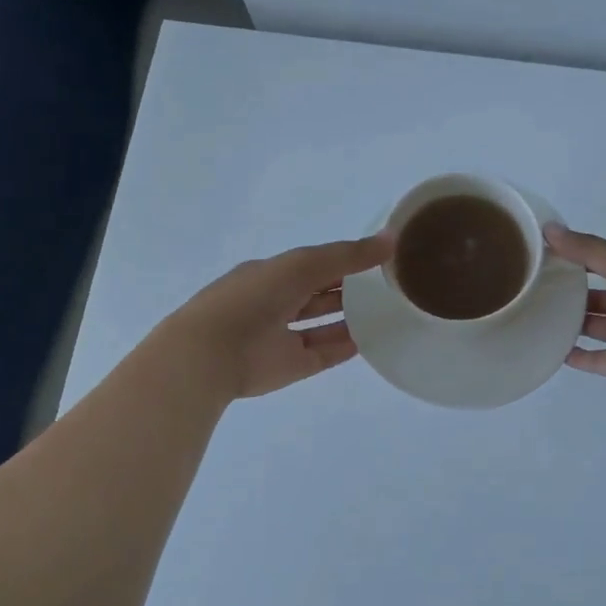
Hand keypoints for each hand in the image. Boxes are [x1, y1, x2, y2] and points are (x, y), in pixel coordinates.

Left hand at [169, 235, 393, 400]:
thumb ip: (348, 254)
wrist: (213, 353)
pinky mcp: (291, 366)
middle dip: (349, 288)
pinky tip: (371, 340)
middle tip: (388, 285)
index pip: (313, 264)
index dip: (343, 259)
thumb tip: (392, 239)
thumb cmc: (255, 297)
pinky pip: (324, 354)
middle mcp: (276, 303)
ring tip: (386, 312)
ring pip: (322, 325)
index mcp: (271, 274)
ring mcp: (283, 337)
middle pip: (319, 294)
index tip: (378, 258)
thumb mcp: (304, 264)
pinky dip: (345, 347)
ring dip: (349, 318)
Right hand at [545, 223, 605, 398]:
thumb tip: (548, 228)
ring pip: (602, 328)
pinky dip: (580, 357)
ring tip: (539, 315)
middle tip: (538, 287)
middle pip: (604, 298)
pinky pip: (601, 360)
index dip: (581, 259)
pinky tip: (554, 351)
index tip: (547, 255)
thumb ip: (590, 251)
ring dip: (576, 323)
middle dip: (576, 293)